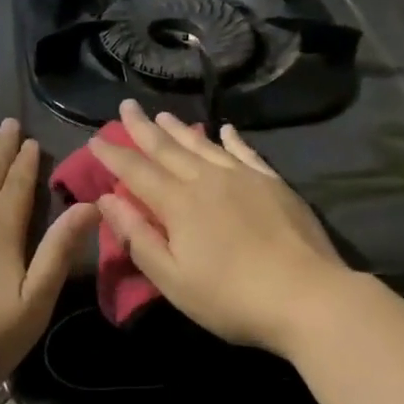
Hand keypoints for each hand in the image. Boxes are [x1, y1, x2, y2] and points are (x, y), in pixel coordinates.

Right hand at [89, 100, 355, 356]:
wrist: (308, 296)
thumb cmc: (231, 298)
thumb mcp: (172, 278)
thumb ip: (137, 236)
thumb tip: (107, 199)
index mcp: (178, 203)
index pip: (136, 171)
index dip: (113, 155)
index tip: (95, 139)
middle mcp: (207, 180)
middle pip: (167, 149)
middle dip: (142, 128)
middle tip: (126, 106)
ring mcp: (243, 177)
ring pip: (203, 145)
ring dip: (179, 130)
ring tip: (162, 115)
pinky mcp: (273, 183)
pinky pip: (246, 152)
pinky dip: (232, 140)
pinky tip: (225, 130)